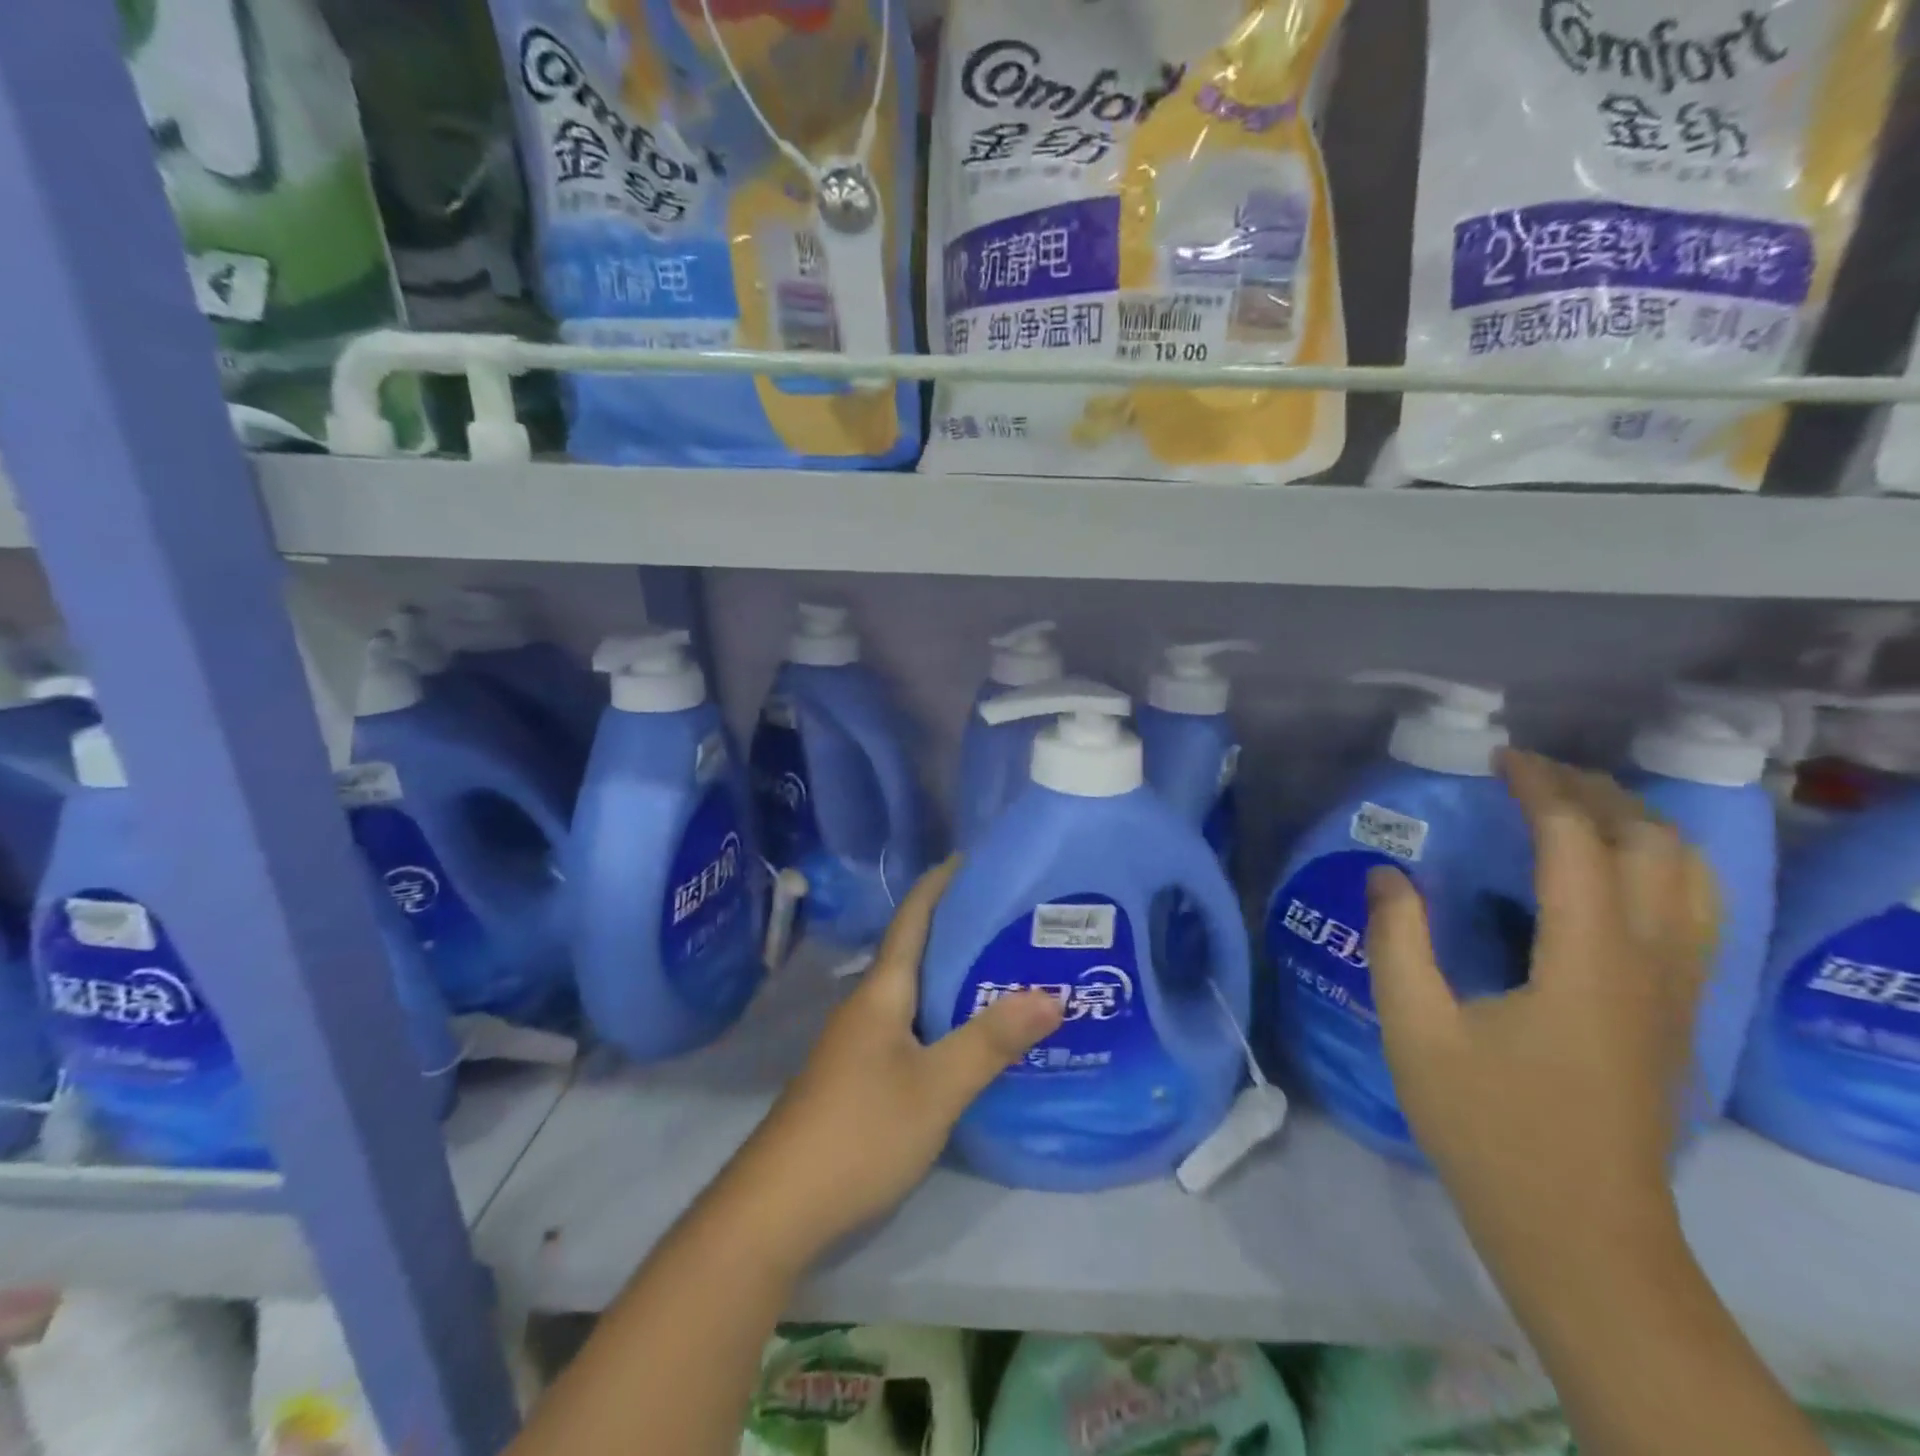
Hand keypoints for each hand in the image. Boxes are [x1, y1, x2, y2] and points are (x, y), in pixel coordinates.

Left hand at [726, 859, 1062, 1266]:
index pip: (913, 917)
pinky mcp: (862, 1076)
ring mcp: (861, 1043)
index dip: (940, 883)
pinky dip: (945, 1017)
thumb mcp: (936, 1087)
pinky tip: (974, 1035)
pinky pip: (912, 1027)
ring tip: (1008, 970)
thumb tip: (1053, 993)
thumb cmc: (860, 1131)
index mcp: (882, 991)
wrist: (779, 1207)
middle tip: (1015, 919)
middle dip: (961, 929)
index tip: (974, 858)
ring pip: (917, 993)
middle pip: (917, 951)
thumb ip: (992, 1041)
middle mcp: (869, 1006)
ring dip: (955, 976)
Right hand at [1363, 749, 1717, 1255]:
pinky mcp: (1676, 1013)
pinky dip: (1657, 865)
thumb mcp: (1416, 1030)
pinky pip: (1691, 912)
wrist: (1580, 1231)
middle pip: (1653, 846)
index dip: (1541, 788)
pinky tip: (1608, 873)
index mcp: (1586, 960)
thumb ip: (1397, 941)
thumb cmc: (1488, 1126)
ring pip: (1690, 878)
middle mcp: (1650, 963)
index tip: (1498, 757)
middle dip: (1595, 793)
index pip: (1578, 843)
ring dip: (1636, 824)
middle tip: (1530, 773)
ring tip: (1574, 806)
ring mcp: (1676, 991)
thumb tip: (1389, 873)